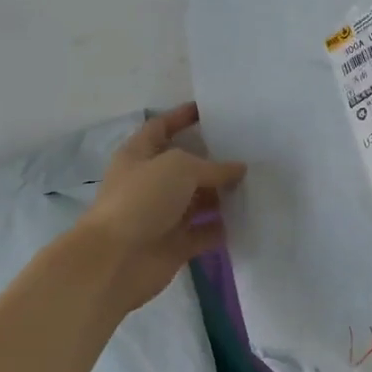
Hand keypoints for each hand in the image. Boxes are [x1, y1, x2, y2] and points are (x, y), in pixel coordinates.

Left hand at [78, 103, 246, 311]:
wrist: (114, 262)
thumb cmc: (141, 200)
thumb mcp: (179, 168)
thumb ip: (213, 167)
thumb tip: (239, 169)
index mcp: (139, 155)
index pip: (161, 127)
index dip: (182, 116)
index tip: (211, 110)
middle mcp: (150, 182)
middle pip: (186, 165)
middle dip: (214, 158)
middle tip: (249, 149)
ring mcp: (162, 215)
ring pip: (199, 200)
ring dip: (223, 194)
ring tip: (256, 183)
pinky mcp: (175, 244)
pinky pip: (204, 231)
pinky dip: (222, 227)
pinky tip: (248, 216)